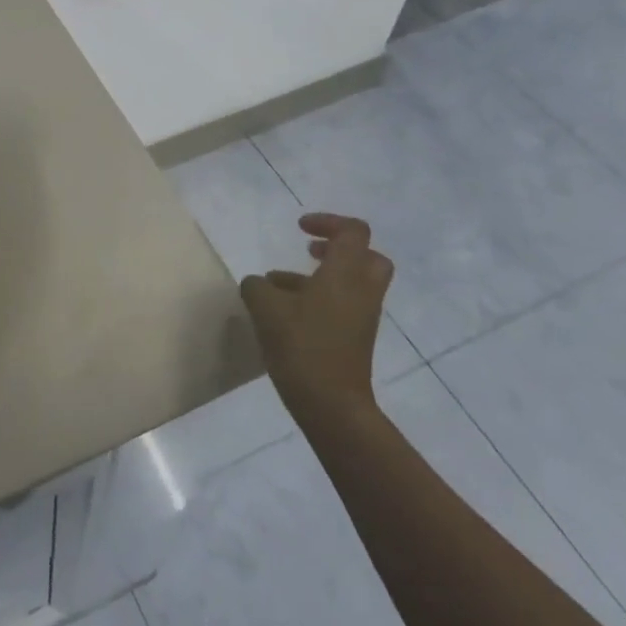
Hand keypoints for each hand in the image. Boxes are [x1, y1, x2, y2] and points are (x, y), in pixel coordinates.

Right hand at [240, 212, 394, 421]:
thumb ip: (257, 286)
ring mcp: (362, 316)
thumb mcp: (265, 308)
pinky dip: (321, 299)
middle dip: (338, 249)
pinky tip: (286, 313)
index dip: (328, 222)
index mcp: (345, 273)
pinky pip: (344, 305)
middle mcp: (361, 290)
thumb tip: (258, 284)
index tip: (300, 229)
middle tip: (310, 252)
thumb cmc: (301, 346)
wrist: (331, 404)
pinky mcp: (356, 338)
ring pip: (352, 283)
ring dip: (322, 276)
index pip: (353, 231)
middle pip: (367, 256)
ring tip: (278, 284)